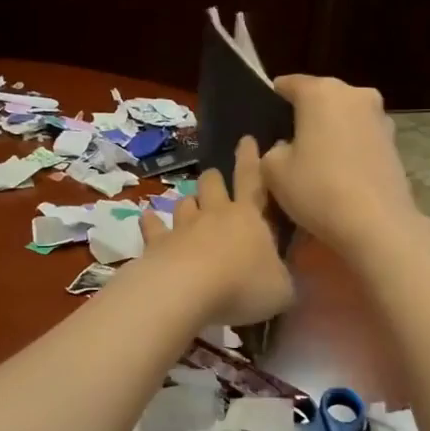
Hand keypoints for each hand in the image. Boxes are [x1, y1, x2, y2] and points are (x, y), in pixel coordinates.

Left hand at [139, 136, 293, 324]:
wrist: (188, 290)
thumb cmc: (243, 286)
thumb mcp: (281, 289)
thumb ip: (282, 278)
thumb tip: (281, 278)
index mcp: (249, 218)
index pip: (252, 180)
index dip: (250, 160)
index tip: (247, 140)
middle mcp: (215, 215)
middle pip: (212, 185)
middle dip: (214, 179)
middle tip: (214, 178)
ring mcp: (183, 227)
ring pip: (184, 203)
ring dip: (188, 203)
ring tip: (189, 205)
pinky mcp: (157, 244)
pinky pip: (153, 227)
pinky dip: (151, 222)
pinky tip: (147, 218)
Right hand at [261, 76, 422, 257]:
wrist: (377, 223)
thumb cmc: (317, 189)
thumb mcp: (274, 171)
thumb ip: (272, 151)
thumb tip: (286, 148)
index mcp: (321, 92)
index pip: (291, 83)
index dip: (276, 94)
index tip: (268, 106)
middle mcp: (354, 94)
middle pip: (323, 97)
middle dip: (308, 112)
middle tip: (290, 136)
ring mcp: (380, 118)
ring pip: (346, 116)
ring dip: (332, 129)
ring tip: (317, 155)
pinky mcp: (395, 143)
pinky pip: (362, 138)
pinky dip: (350, 147)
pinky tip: (340, 170)